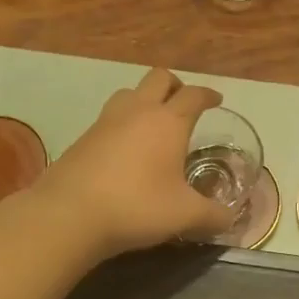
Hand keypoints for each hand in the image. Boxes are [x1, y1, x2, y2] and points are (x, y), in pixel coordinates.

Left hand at [31, 68, 233, 259]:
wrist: (69, 214)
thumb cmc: (137, 206)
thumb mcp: (185, 215)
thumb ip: (213, 216)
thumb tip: (229, 220)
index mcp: (168, 122)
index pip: (194, 95)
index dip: (208, 95)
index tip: (216, 101)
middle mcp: (137, 111)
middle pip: (159, 78)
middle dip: (175, 86)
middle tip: (184, 105)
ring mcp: (105, 121)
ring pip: (129, 93)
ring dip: (144, 100)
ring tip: (153, 124)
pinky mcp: (82, 138)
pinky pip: (109, 118)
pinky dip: (122, 124)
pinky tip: (125, 150)